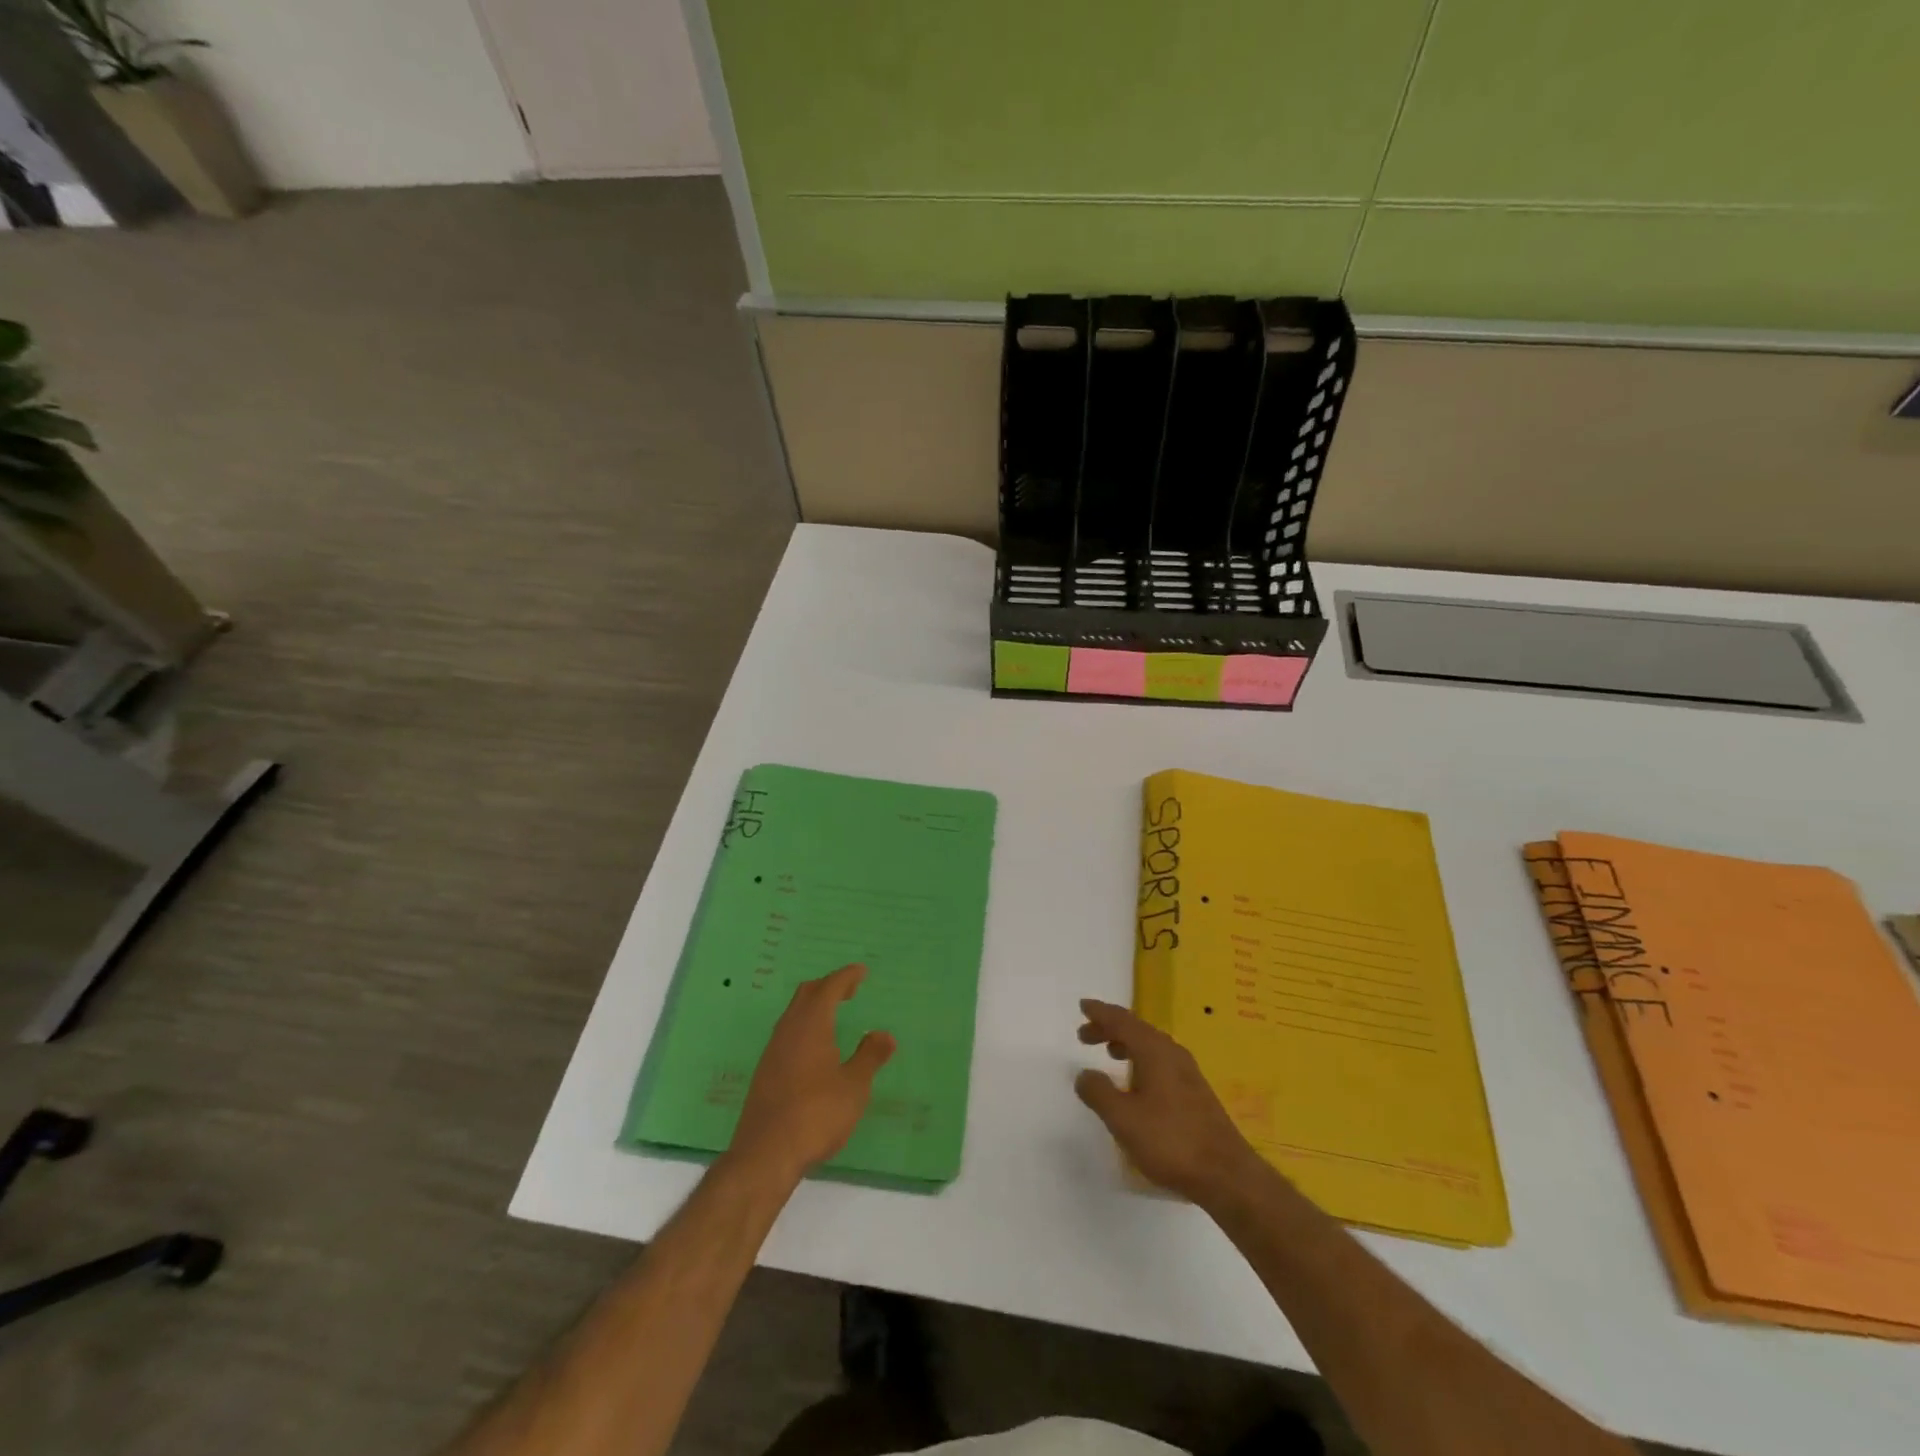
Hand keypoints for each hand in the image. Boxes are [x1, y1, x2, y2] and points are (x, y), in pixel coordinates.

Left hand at [728, 964, 895, 1182]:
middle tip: (850, 990)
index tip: (861, 971)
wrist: (765, 1154)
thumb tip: (884, 1034)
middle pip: (806, 994)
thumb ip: (869, 1057)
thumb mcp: (854, 1087)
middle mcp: (788, 1030)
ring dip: (814, 1006)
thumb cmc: (816, 1114)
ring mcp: (773, 1051)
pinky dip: (805, 1027)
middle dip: (828, 986)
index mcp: (811, 1025)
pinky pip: (787, 1033)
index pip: (829, 987)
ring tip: (834, 1016)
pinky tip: (815, 1048)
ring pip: (794, 1013)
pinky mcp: (765, 1072)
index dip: (846, 976)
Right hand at [1074, 999, 1266, 1204]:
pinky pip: (1161, 1061)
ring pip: (1151, 1046)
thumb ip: (1099, 1093)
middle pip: (1137, 1029)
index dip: (1101, 1013)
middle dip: (1110, 1028)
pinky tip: (1138, 1082)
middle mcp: (1172, 1053)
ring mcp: (1188, 1072)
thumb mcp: (1123, 1119)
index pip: (1122, 1021)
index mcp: (1154, 1051)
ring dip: (1127, 1044)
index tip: (1083, 1006)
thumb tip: (1084, 1074)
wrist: (1226, 1174)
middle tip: (1085, 1035)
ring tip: (1110, 1053)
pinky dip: (1142, 1060)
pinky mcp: (1196, 1092)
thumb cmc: (1170, 1141)